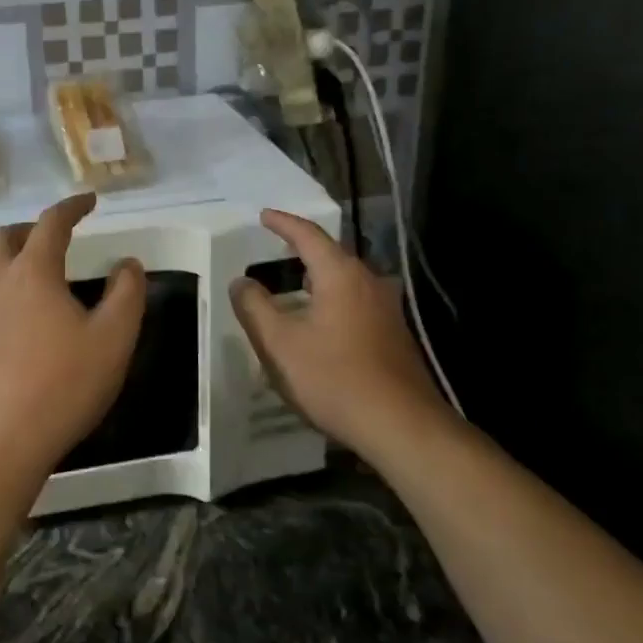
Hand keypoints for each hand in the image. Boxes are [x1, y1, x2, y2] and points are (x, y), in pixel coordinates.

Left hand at [0, 193, 146, 486]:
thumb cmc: (63, 386)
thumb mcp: (114, 340)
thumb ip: (126, 294)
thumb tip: (127, 264)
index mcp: (33, 272)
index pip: (52, 223)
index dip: (72, 206)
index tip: (89, 200)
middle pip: (4, 238)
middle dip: (29, 230)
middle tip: (52, 239)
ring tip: (18, 276)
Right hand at [230, 209, 454, 462]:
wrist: (402, 427)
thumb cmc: (334, 378)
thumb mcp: (279, 344)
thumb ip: (254, 307)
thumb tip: (240, 281)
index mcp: (340, 275)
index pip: (308, 235)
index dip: (283, 223)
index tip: (264, 215)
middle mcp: (368, 282)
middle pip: (331, 255)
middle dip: (302, 249)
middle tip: (275, 247)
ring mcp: (386, 310)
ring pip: (344, 282)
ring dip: (317, 279)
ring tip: (292, 285)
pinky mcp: (393, 335)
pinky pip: (355, 304)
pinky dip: (330, 301)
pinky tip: (318, 323)